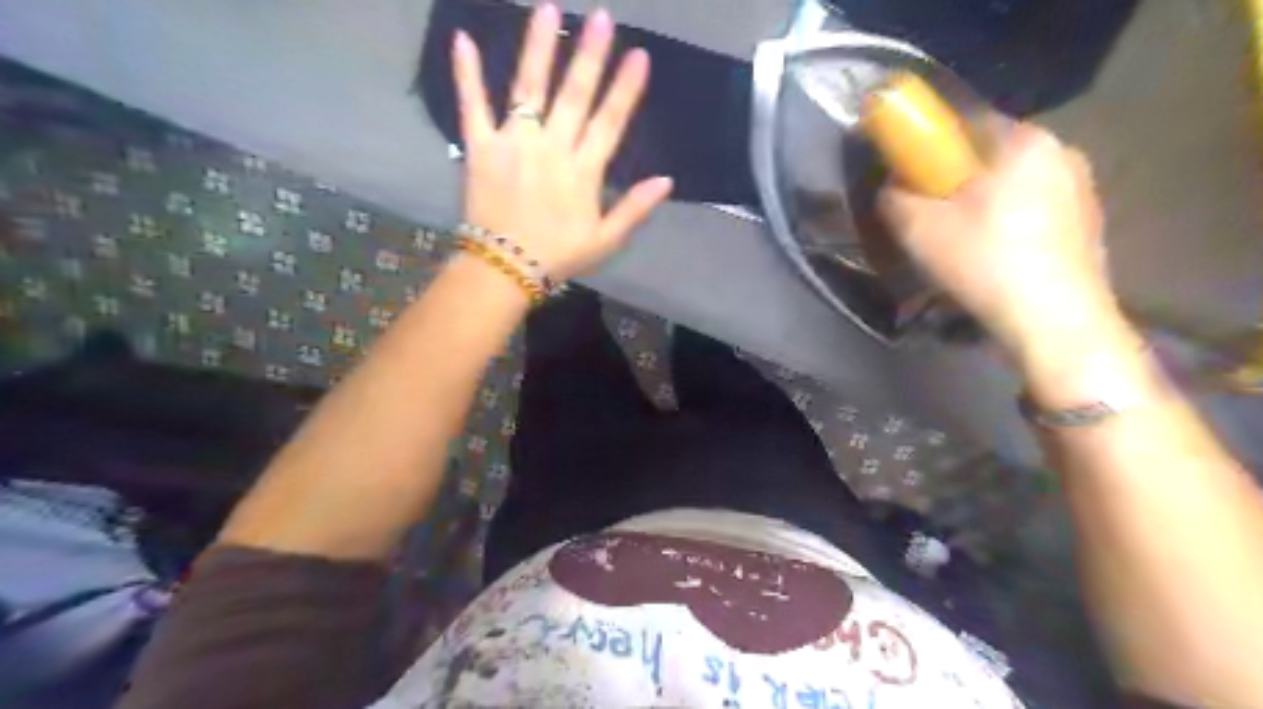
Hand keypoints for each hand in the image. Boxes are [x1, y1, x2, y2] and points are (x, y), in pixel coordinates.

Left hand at [453, 6, 668, 281]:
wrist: (505, 269)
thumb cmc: (558, 255)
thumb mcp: (605, 240)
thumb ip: (634, 208)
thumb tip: (666, 180)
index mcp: (583, 171)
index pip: (610, 122)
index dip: (626, 89)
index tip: (639, 55)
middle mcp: (551, 148)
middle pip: (574, 95)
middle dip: (590, 55)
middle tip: (601, 18)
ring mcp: (514, 144)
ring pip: (529, 89)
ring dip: (539, 48)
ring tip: (547, 9)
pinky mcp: (481, 148)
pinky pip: (473, 106)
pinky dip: (467, 74)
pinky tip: (463, 39)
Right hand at [881, 118, 1111, 358]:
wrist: (1054, 323)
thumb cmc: (983, 262)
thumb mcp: (916, 229)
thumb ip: (894, 197)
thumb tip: (893, 188)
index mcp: (1024, 140)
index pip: (965, 124)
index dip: (930, 151)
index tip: (912, 184)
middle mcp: (1062, 152)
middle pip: (990, 159)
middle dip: (956, 184)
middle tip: (931, 221)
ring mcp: (1083, 190)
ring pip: (1013, 188)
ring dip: (983, 208)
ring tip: (962, 248)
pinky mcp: (1090, 225)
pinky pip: (1034, 214)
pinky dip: (1009, 228)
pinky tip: (995, 262)